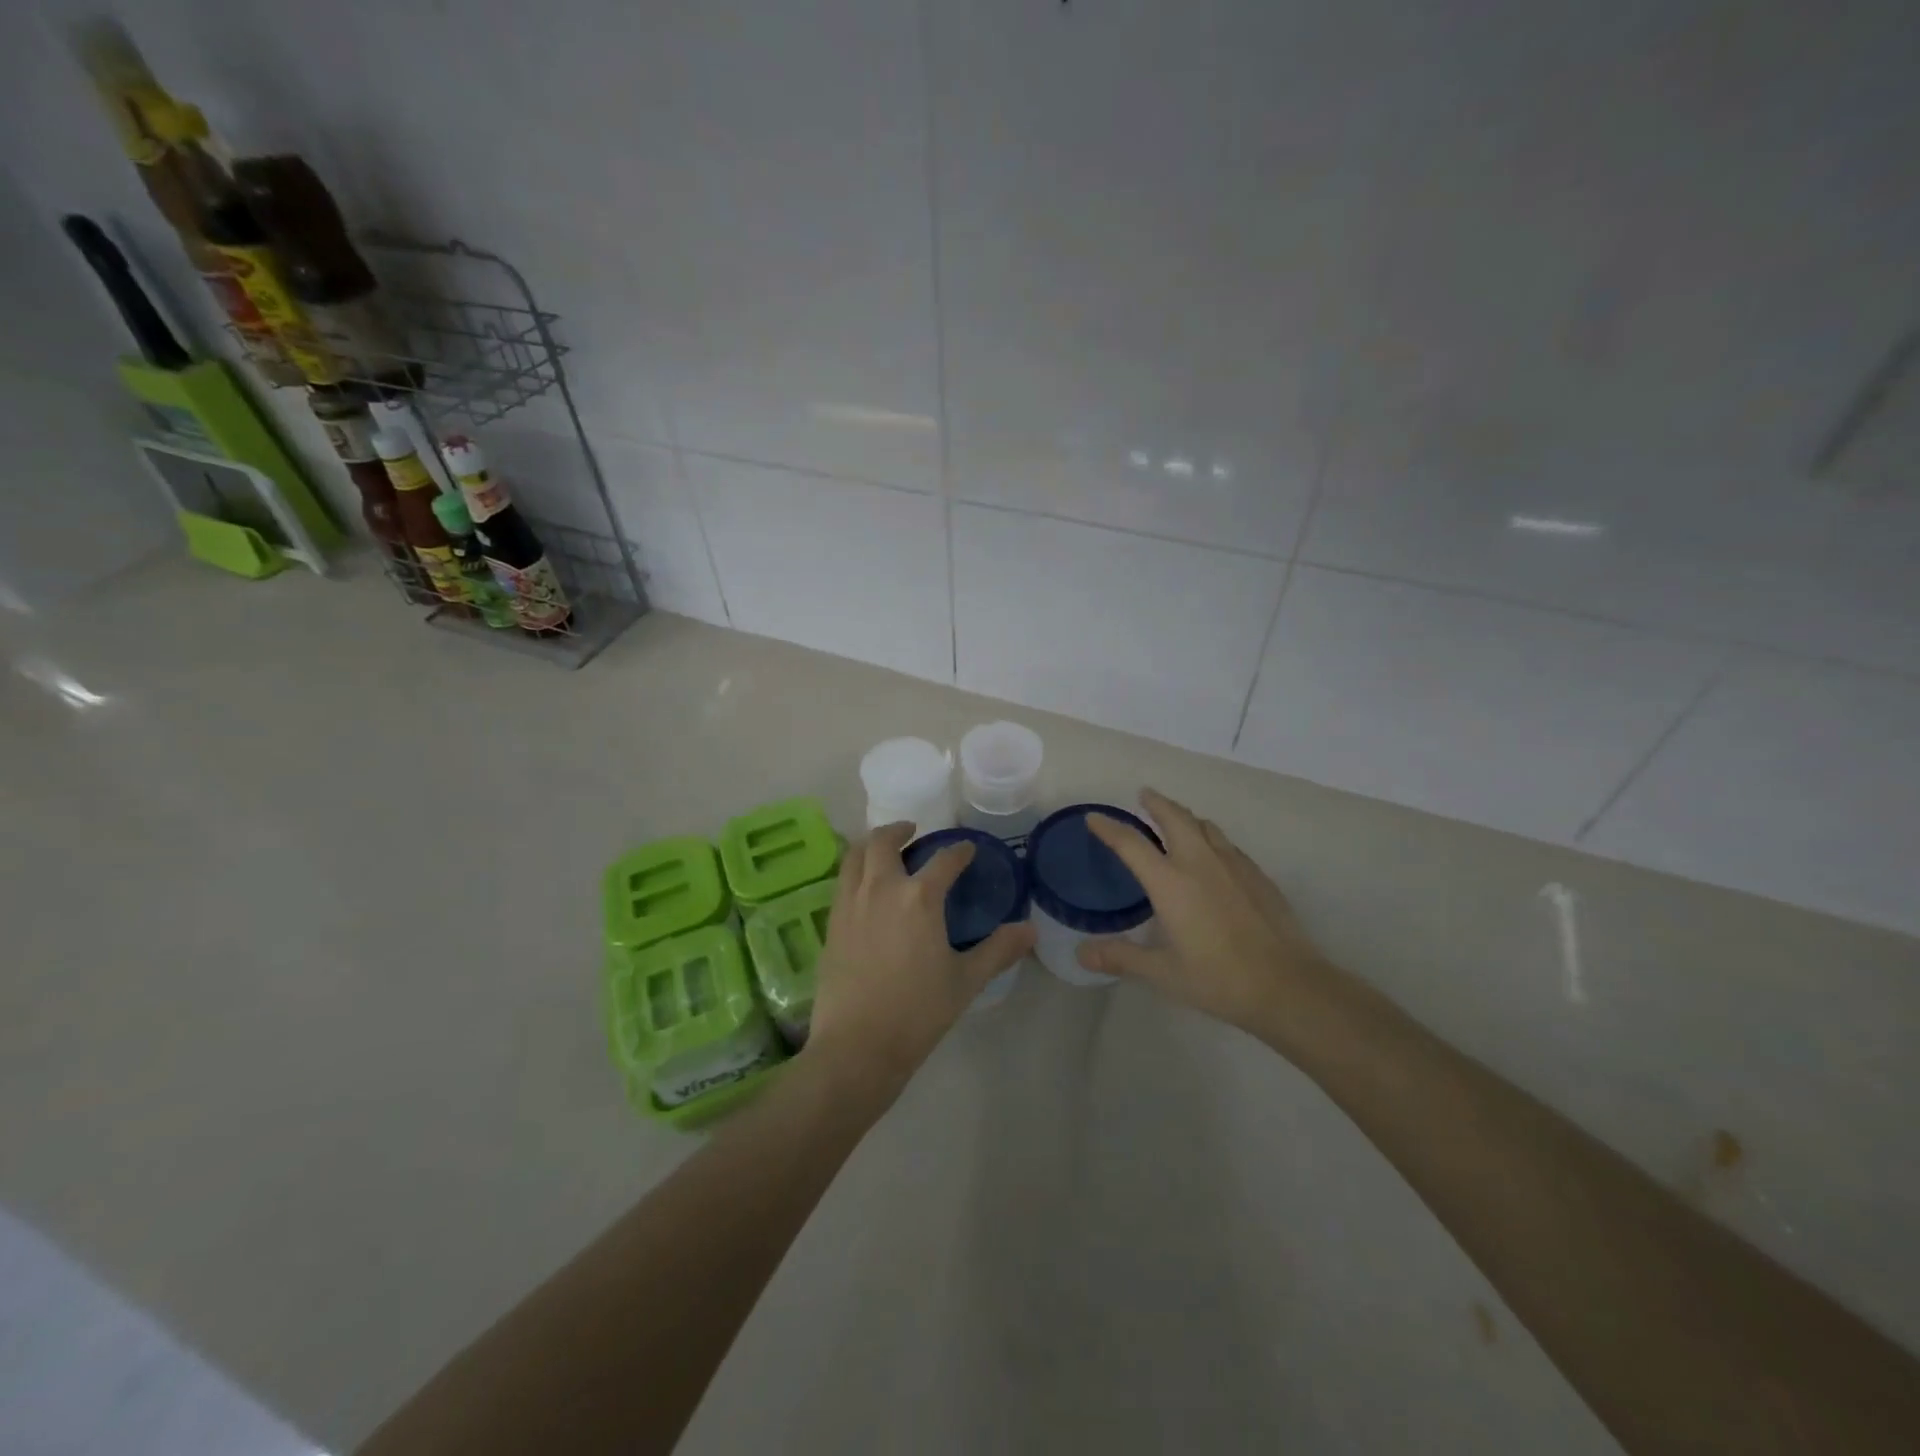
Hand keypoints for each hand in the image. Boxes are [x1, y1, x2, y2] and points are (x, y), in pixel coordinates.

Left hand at [806, 823, 1035, 1096]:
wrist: (858, 1046)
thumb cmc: (918, 1012)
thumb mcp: (966, 980)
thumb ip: (999, 950)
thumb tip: (1030, 930)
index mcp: (919, 897)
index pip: (944, 861)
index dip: (959, 851)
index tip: (967, 848)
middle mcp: (881, 889)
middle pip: (883, 842)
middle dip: (899, 830)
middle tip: (912, 832)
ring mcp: (850, 904)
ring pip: (855, 856)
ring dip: (870, 845)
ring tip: (883, 850)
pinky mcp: (831, 924)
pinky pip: (842, 882)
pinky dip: (854, 871)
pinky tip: (864, 888)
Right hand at [1076, 789, 1341, 1042]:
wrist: (1288, 985)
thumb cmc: (1219, 979)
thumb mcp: (1163, 973)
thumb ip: (1122, 958)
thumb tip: (1082, 954)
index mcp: (1170, 883)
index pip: (1131, 844)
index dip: (1109, 828)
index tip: (1094, 818)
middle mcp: (1200, 863)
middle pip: (1175, 818)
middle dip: (1157, 803)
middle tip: (1145, 795)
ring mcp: (1233, 866)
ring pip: (1205, 826)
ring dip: (1186, 816)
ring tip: (1177, 819)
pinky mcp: (1258, 876)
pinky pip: (1227, 844)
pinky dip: (1210, 837)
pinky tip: (1214, 854)